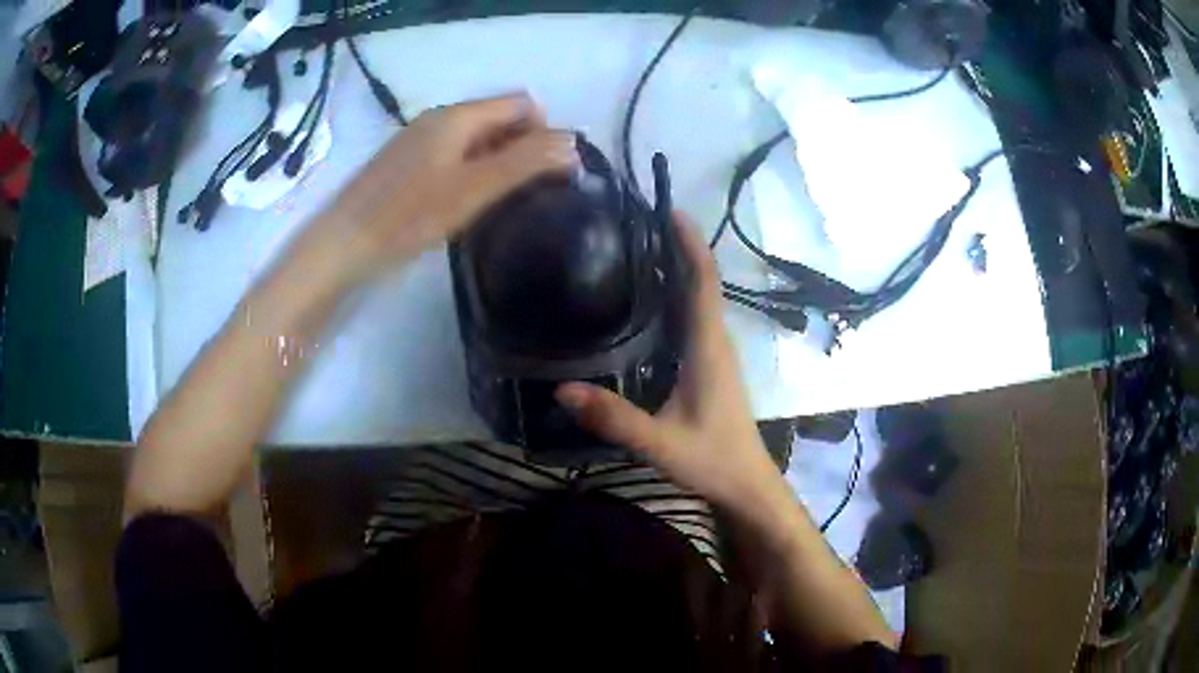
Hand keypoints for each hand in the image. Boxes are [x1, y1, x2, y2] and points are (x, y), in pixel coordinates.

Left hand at [308, 93, 577, 285]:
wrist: (345, 244)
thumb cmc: (409, 215)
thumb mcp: (475, 188)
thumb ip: (527, 162)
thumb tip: (574, 143)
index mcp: (458, 116)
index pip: (521, 104)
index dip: (545, 131)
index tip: (550, 174)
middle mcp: (440, 119)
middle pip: (499, 119)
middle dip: (523, 147)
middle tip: (530, 192)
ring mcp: (420, 140)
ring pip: (477, 139)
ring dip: (499, 162)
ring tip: (502, 202)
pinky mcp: (407, 164)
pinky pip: (454, 156)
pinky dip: (473, 172)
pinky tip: (467, 204)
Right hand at [556, 216, 795, 528]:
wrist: (747, 485)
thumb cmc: (713, 460)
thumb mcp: (660, 442)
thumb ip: (615, 418)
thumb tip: (562, 390)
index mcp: (708, 347)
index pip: (703, 280)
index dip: (689, 242)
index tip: (667, 209)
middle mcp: (715, 341)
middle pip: (699, 281)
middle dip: (674, 247)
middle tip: (632, 225)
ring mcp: (715, 354)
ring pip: (696, 299)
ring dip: (674, 270)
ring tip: (632, 252)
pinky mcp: (710, 367)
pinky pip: (692, 319)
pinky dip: (673, 298)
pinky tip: (642, 306)